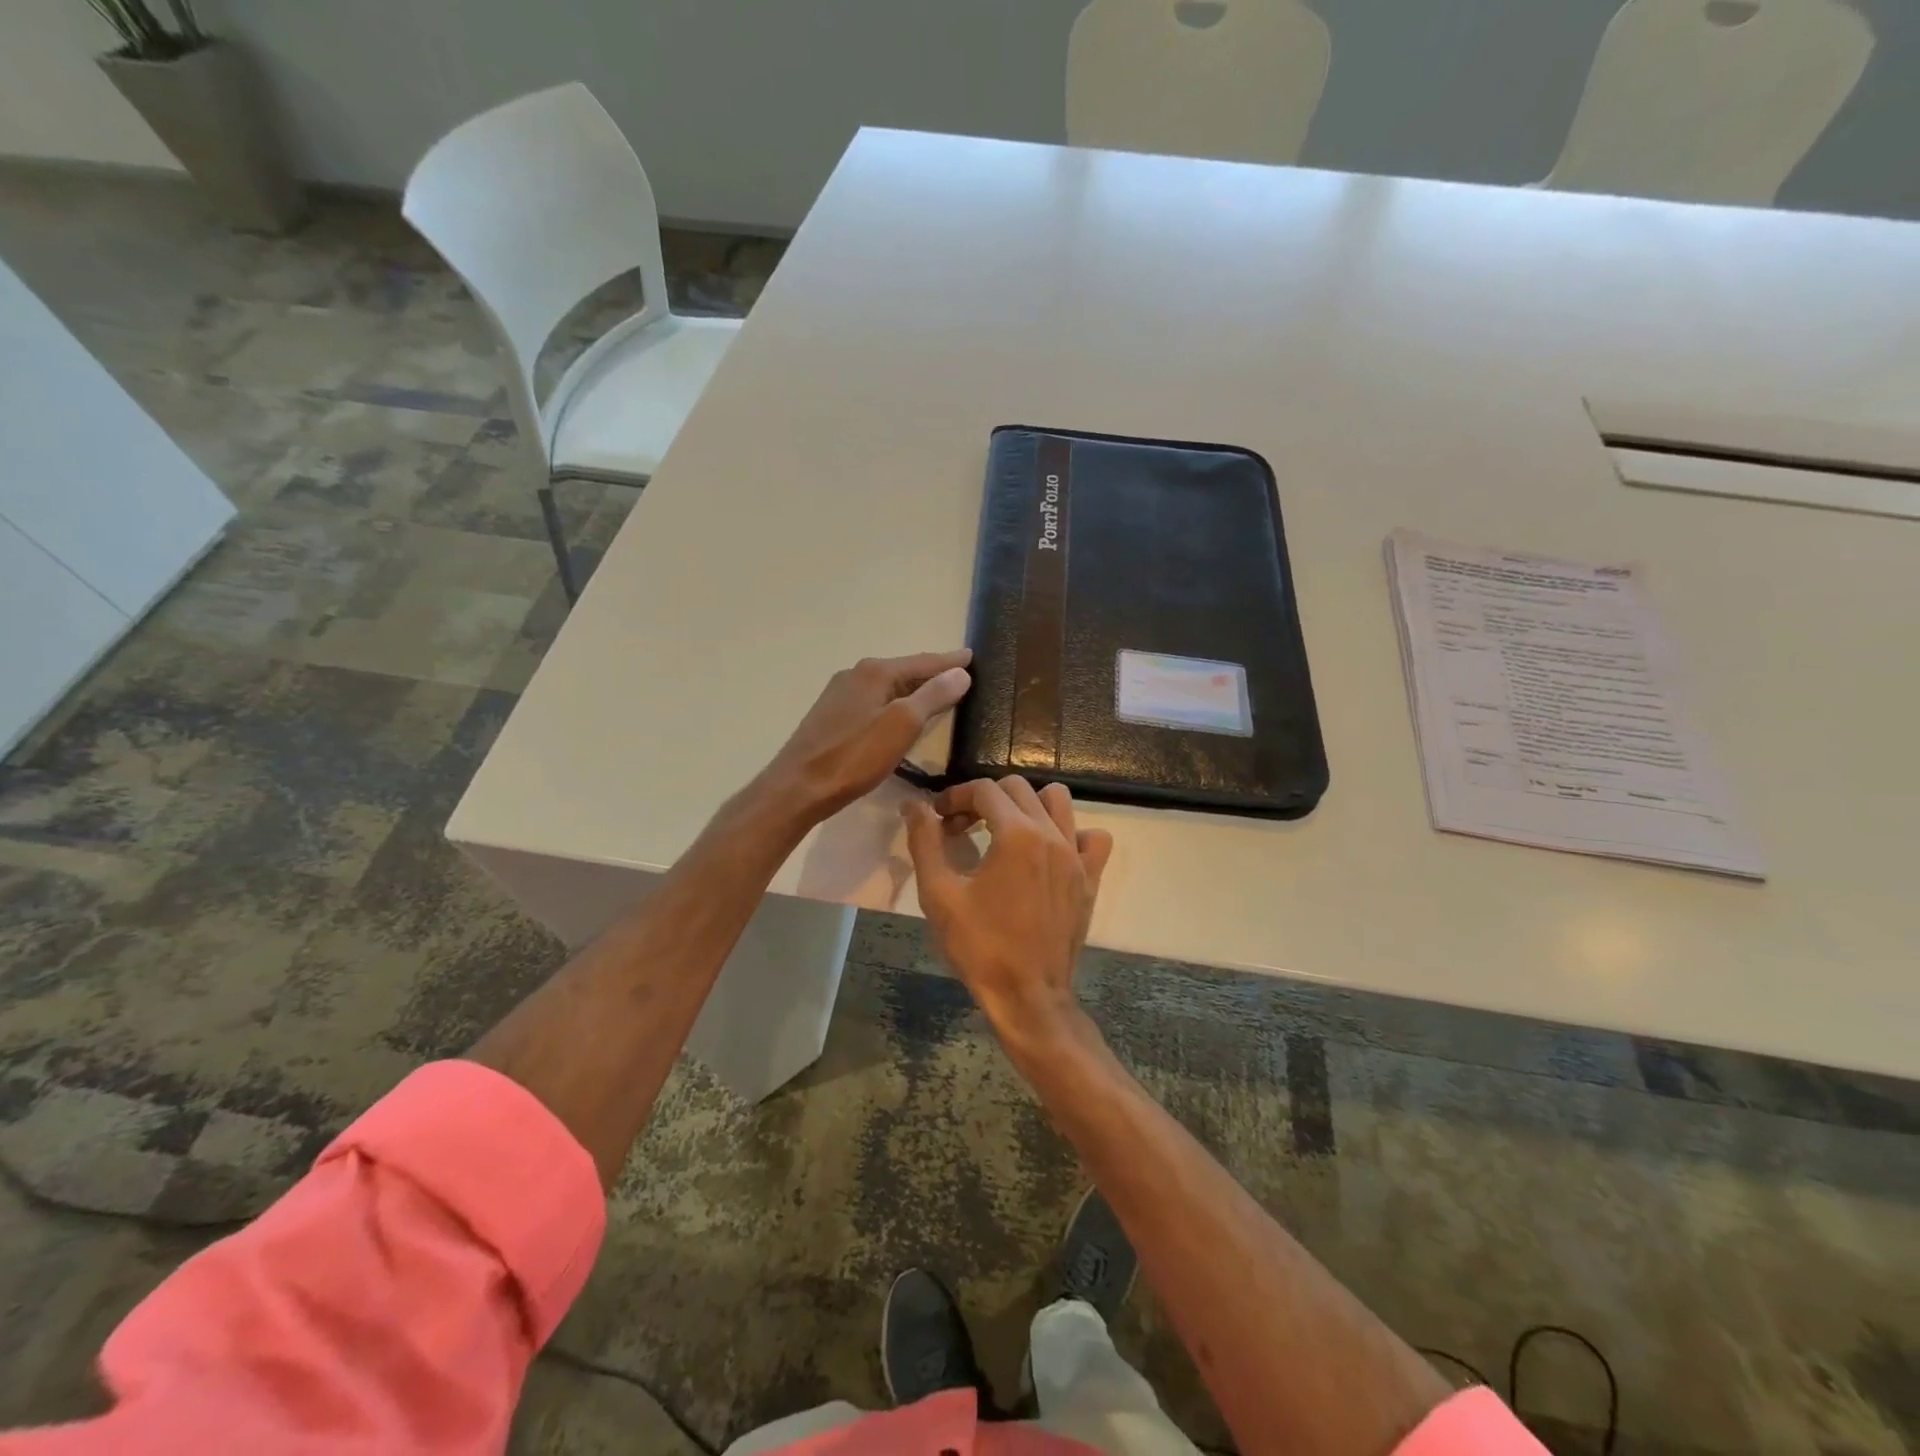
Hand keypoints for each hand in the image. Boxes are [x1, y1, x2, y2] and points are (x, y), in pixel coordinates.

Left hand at [758, 650, 972, 825]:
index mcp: (875, 672)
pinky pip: (874, 701)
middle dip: (932, 673)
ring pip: (888, 686)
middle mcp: (856, 675)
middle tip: (961, 676)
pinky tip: (900, 715)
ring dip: (913, 689)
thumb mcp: (902, 725)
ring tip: (937, 694)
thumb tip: (961, 673)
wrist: (798, 787)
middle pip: (904, 671)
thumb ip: (933, 696)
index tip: (973, 657)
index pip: (923, 662)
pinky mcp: (832, 717)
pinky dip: (895, 703)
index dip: (950, 662)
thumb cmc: (854, 756)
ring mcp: (840, 695)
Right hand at [903, 777, 1113, 1050]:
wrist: (1027, 995)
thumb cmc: (979, 946)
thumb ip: (925, 841)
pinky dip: (1072, 833)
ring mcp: (1077, 856)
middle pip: (1017, 789)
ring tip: (1005, 830)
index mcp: (1016, 834)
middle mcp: (1051, 834)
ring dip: (1027, 805)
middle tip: (961, 828)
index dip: (955, 797)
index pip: (984, 790)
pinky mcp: (1091, 878)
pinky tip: (1049, 852)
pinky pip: (1093, 838)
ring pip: (1058, 801)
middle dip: (984, 799)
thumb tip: (914, 805)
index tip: (937, 817)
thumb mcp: (939, 894)